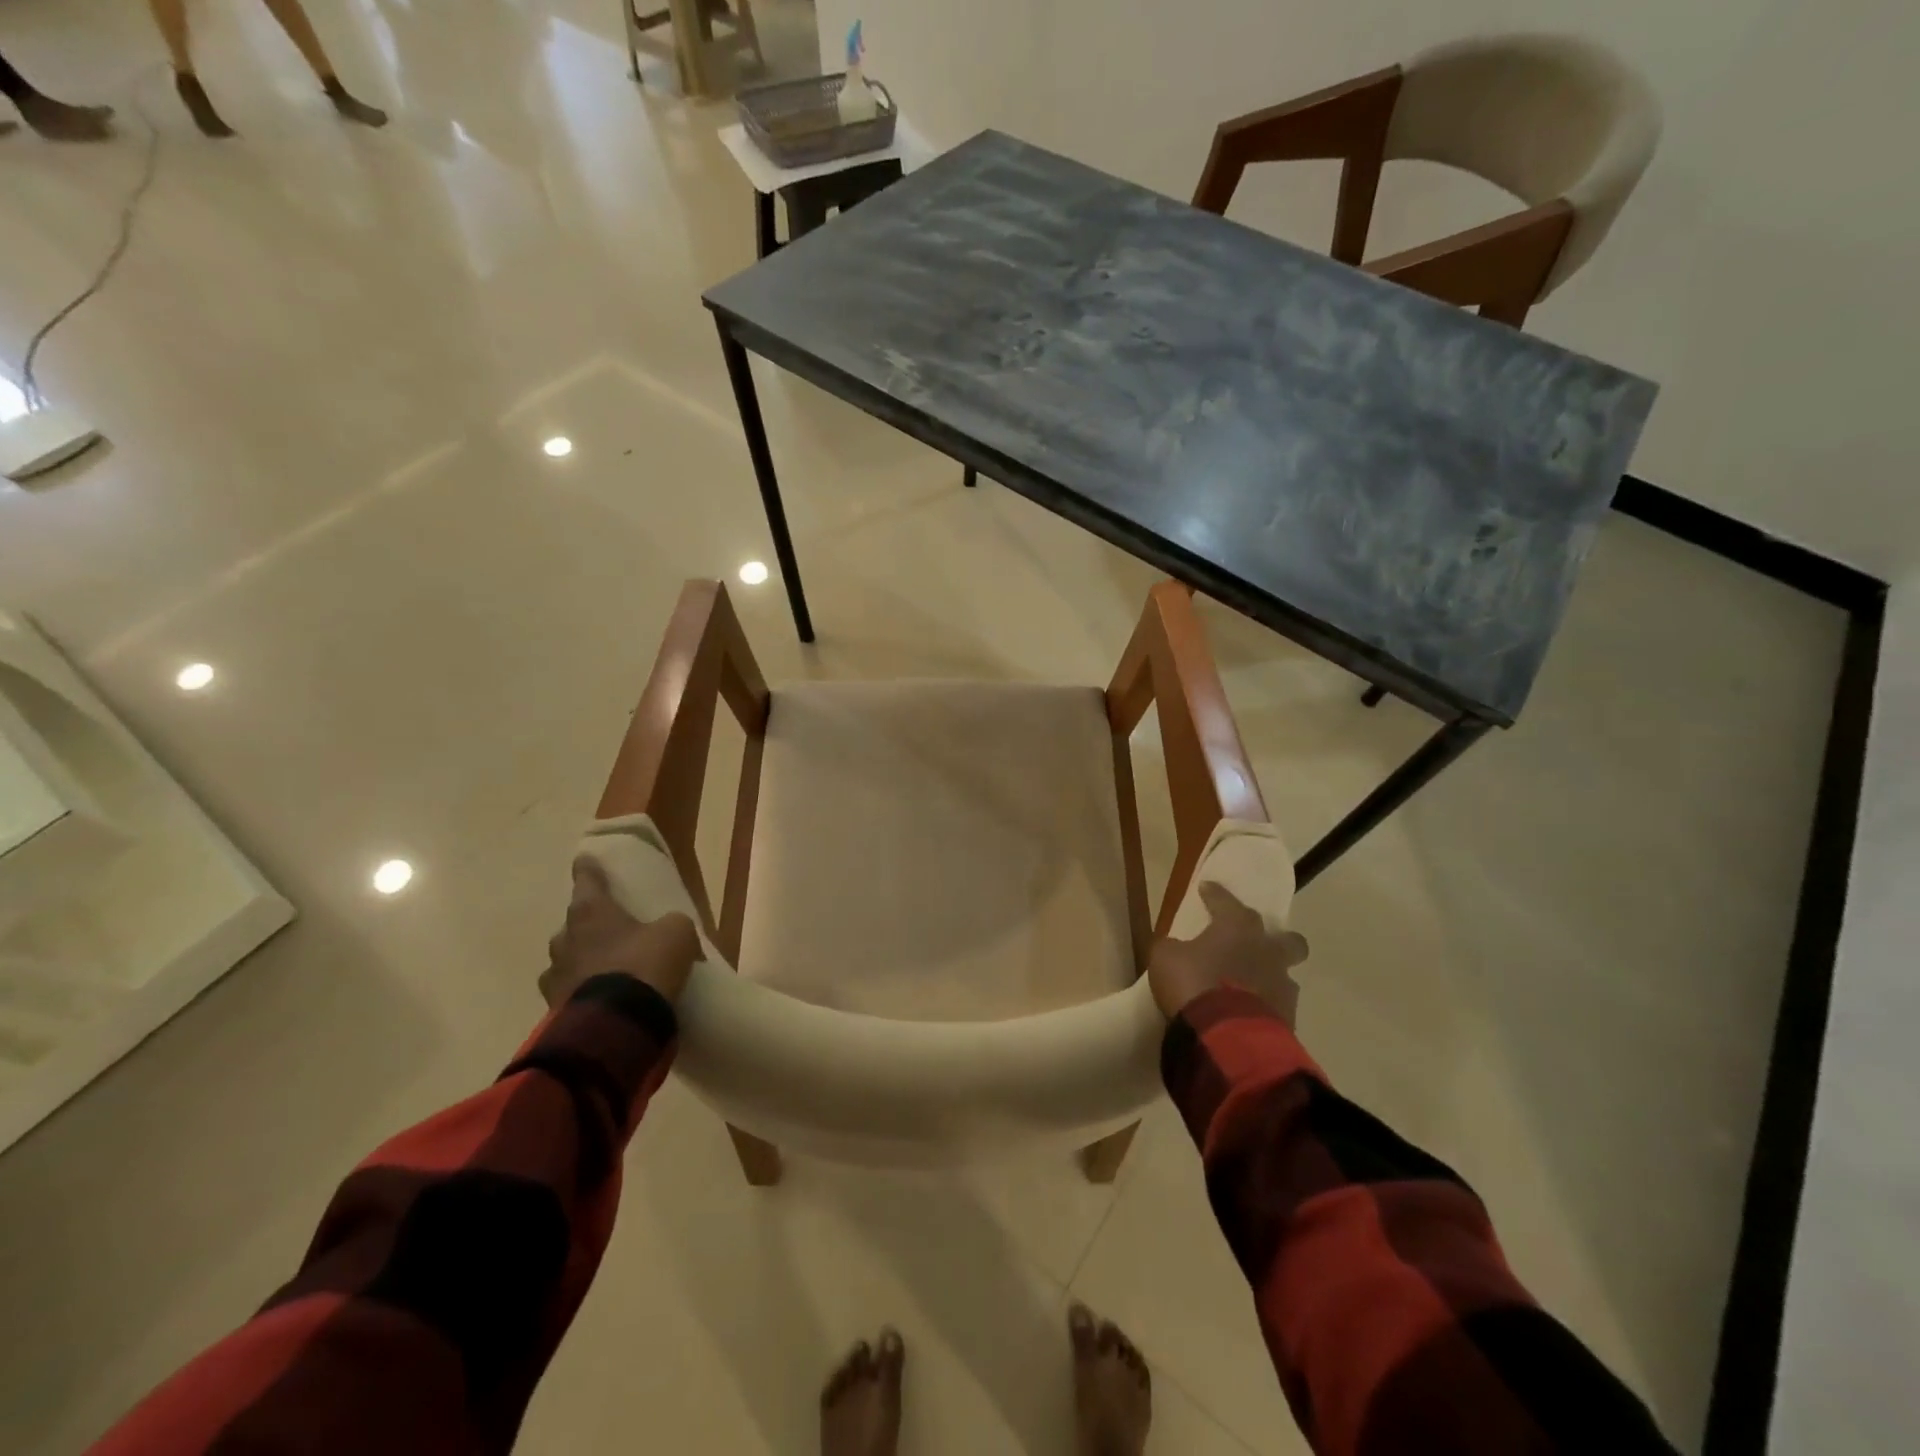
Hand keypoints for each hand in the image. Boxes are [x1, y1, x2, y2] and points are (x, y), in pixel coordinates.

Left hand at [540, 856, 701, 1008]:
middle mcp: (565, 939)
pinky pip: (570, 993)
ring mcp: (555, 977)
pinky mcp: (554, 1011)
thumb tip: (668, 933)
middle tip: (611, 930)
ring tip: (607, 971)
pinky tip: (604, 999)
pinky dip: (584, 992)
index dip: (589, 869)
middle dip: (588, 925)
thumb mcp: (677, 932)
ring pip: (567, 960)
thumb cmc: (646, 964)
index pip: (587, 880)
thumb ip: (671, 924)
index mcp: (591, 912)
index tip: (585, 859)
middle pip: (574, 924)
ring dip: (583, 961)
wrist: (617, 1025)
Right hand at [1147, 882, 1308, 1022]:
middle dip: (1276, 939)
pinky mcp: (1289, 1020)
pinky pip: (1279, 1006)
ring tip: (1252, 987)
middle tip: (1257, 945)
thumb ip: (1173, 947)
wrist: (1226, 1036)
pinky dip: (1266, 1007)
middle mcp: (1267, 951)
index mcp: (1238, 928)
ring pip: (1286, 975)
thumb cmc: (1193, 984)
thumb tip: (1176, 947)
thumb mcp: (1165, 958)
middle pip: (1287, 938)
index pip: (1227, 902)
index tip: (1207, 889)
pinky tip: (1250, 1013)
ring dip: (1271, 977)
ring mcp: (1283, 986)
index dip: (1215, 895)